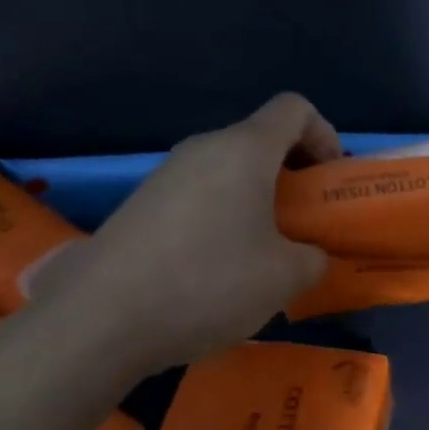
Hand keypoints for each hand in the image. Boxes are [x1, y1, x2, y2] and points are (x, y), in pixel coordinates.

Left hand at [44, 94, 341, 374]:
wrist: (100, 320)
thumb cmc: (210, 282)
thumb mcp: (285, 277)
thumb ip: (313, 258)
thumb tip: (307, 256)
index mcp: (244, 150)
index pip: (295, 109)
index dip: (324, 135)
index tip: (328, 182)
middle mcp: (202, 150)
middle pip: (260, 141)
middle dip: (292, 176)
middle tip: (304, 223)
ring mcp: (164, 177)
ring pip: (227, 173)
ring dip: (257, 202)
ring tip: (263, 256)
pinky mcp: (139, 208)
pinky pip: (198, 198)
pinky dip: (223, 220)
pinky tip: (218, 273)